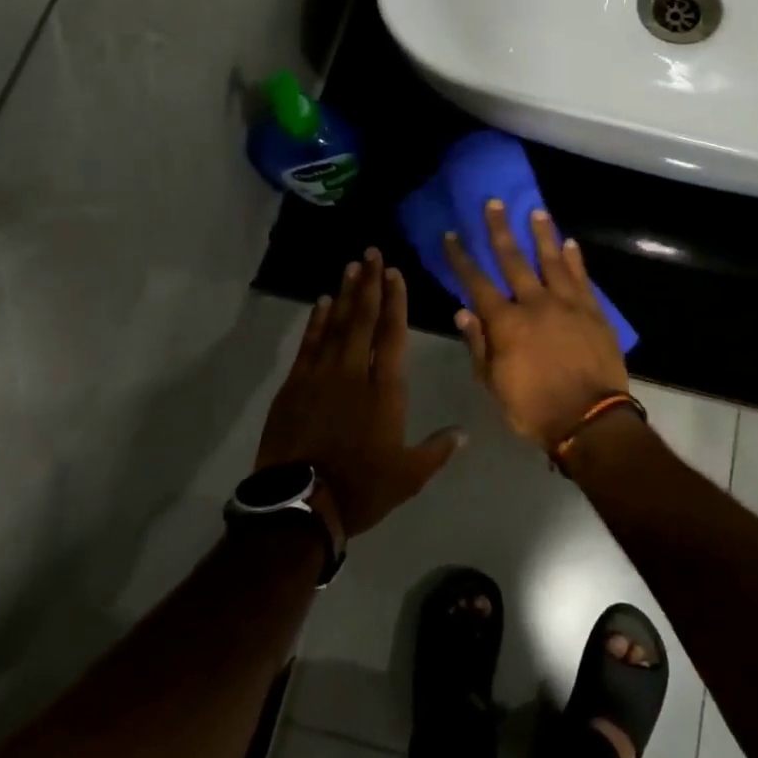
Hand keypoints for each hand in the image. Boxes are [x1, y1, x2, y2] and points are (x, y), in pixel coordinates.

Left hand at [256, 250, 465, 537]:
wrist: (300, 505)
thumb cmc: (361, 487)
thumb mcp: (409, 475)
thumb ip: (437, 450)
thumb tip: (463, 433)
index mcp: (385, 389)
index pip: (392, 334)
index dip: (395, 301)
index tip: (395, 272)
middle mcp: (353, 373)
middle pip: (363, 319)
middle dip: (369, 283)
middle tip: (371, 252)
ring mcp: (320, 376)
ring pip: (335, 325)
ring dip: (344, 294)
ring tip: (351, 266)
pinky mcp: (294, 386)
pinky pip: (309, 344)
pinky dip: (316, 321)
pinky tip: (322, 303)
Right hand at [445, 202, 630, 452]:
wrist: (590, 420)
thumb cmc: (534, 408)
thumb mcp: (494, 384)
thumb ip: (479, 345)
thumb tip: (462, 311)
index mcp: (506, 323)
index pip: (477, 282)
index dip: (462, 258)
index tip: (452, 235)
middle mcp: (535, 304)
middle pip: (514, 260)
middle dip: (501, 230)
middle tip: (494, 203)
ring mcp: (568, 304)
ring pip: (552, 260)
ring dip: (542, 234)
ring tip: (536, 211)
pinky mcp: (594, 312)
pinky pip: (582, 278)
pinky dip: (575, 259)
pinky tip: (570, 243)